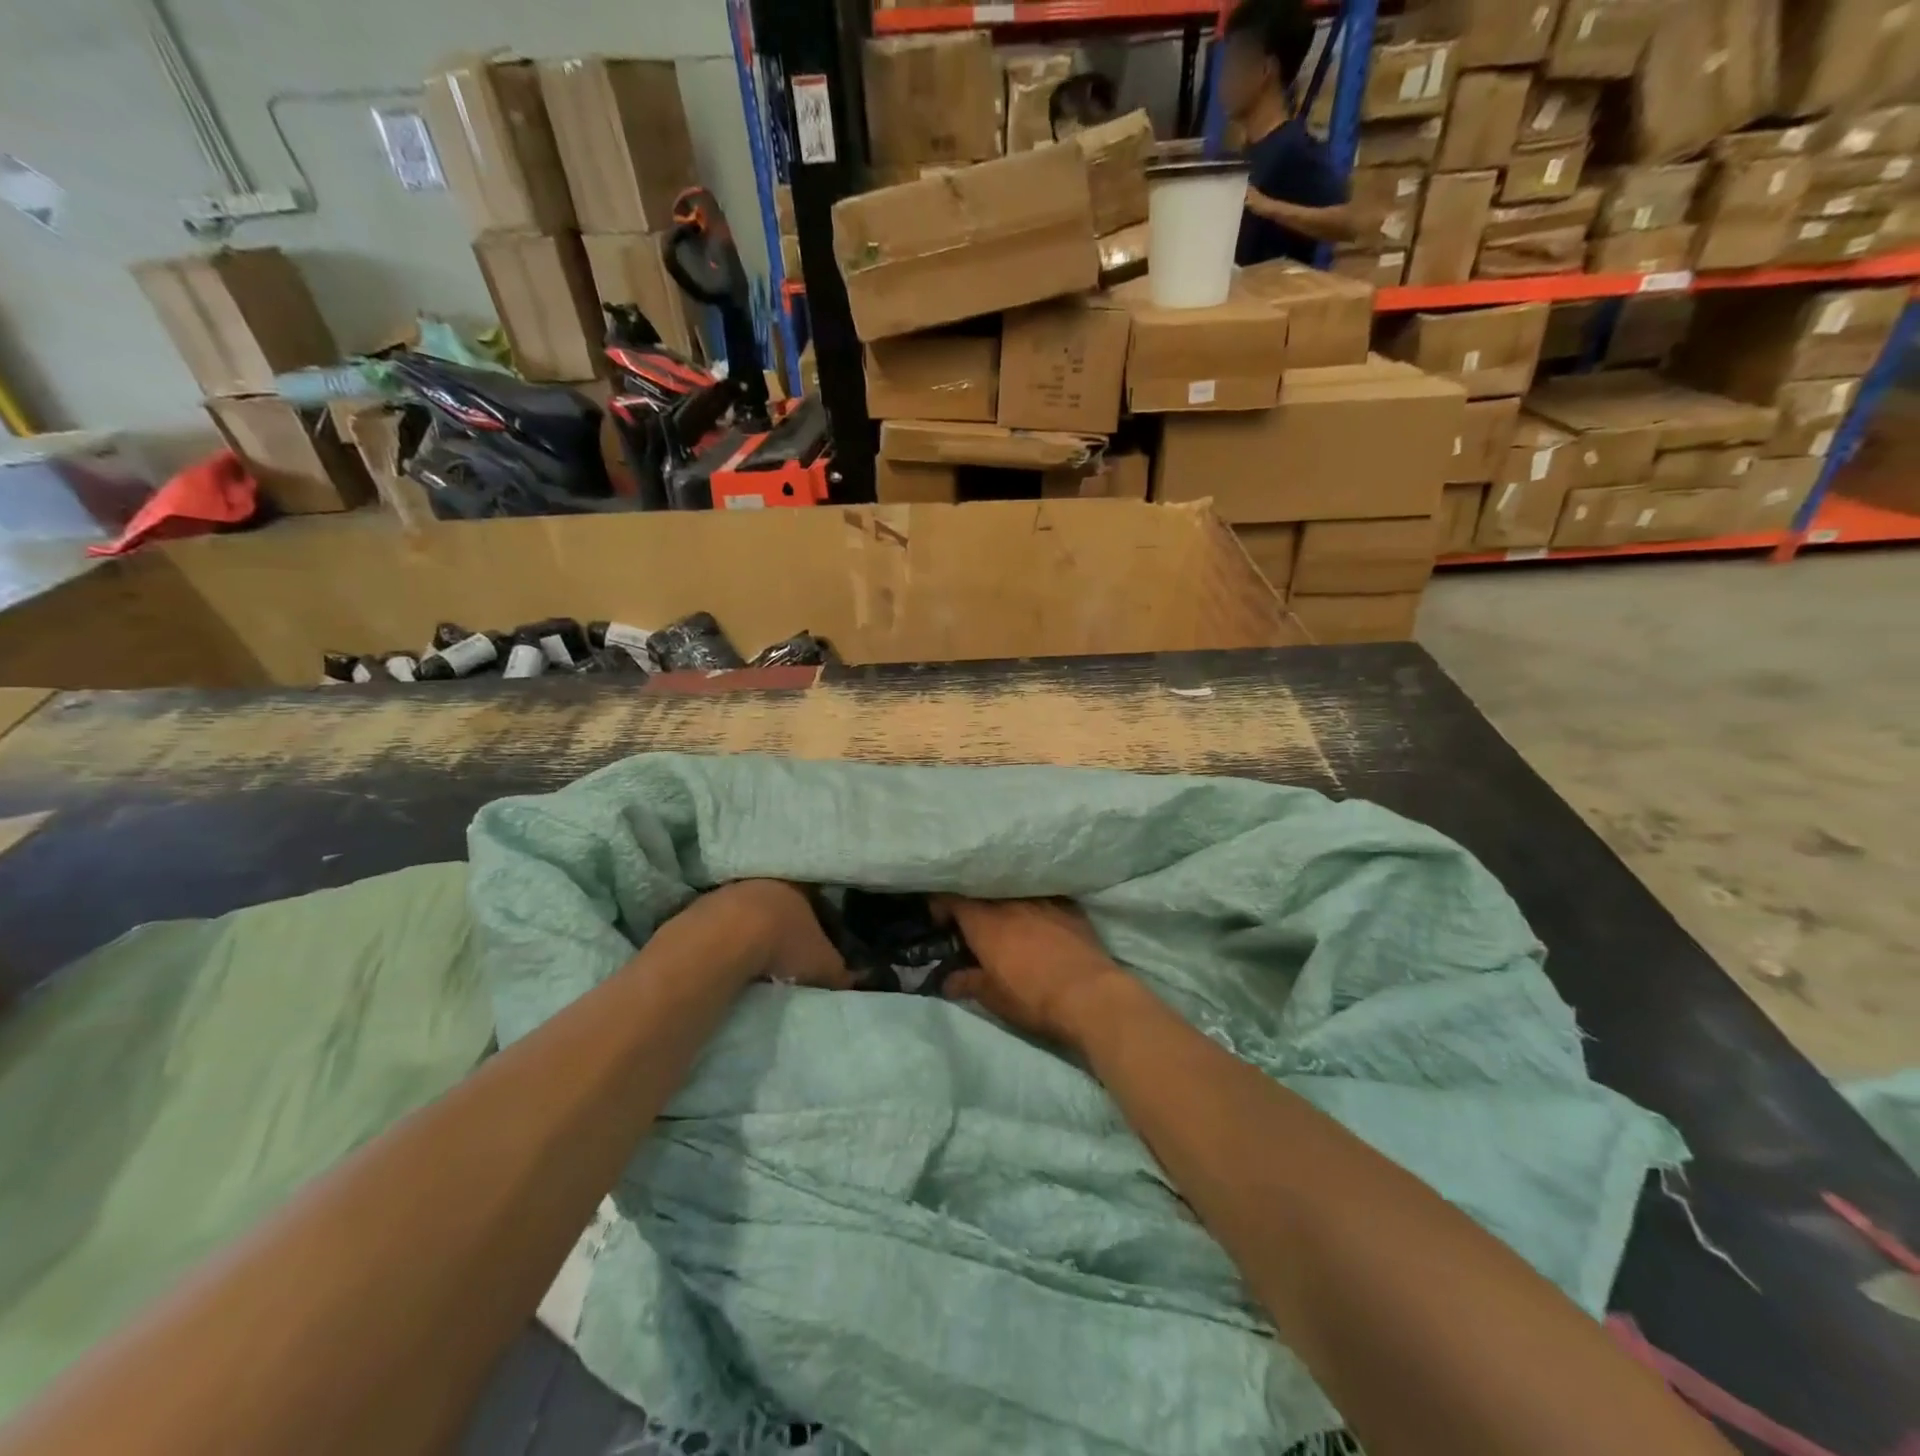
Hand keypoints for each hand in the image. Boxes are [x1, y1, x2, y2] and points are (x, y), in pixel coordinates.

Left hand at [697, 880, 849, 989]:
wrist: (725, 939)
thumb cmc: (784, 944)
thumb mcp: (823, 964)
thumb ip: (840, 972)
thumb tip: (855, 980)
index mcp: (801, 885)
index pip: (816, 894)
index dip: (820, 914)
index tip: (821, 933)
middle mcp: (767, 880)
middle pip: (780, 899)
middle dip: (784, 920)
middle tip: (789, 946)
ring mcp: (732, 891)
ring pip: (749, 909)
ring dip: (752, 928)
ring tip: (758, 956)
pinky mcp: (702, 907)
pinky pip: (723, 922)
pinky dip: (728, 937)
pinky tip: (730, 957)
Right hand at [934, 897, 1130, 1046]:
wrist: (1089, 994)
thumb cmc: (1033, 997)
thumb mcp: (992, 997)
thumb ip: (967, 982)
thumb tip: (947, 980)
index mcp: (985, 922)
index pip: (953, 898)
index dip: (941, 904)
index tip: (940, 919)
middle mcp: (1010, 902)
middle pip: (983, 892)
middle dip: (973, 903)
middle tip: (971, 922)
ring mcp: (1042, 900)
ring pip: (1014, 892)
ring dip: (1004, 902)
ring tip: (1005, 918)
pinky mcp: (1068, 906)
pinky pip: (1043, 897)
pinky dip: (1034, 905)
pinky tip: (1038, 918)